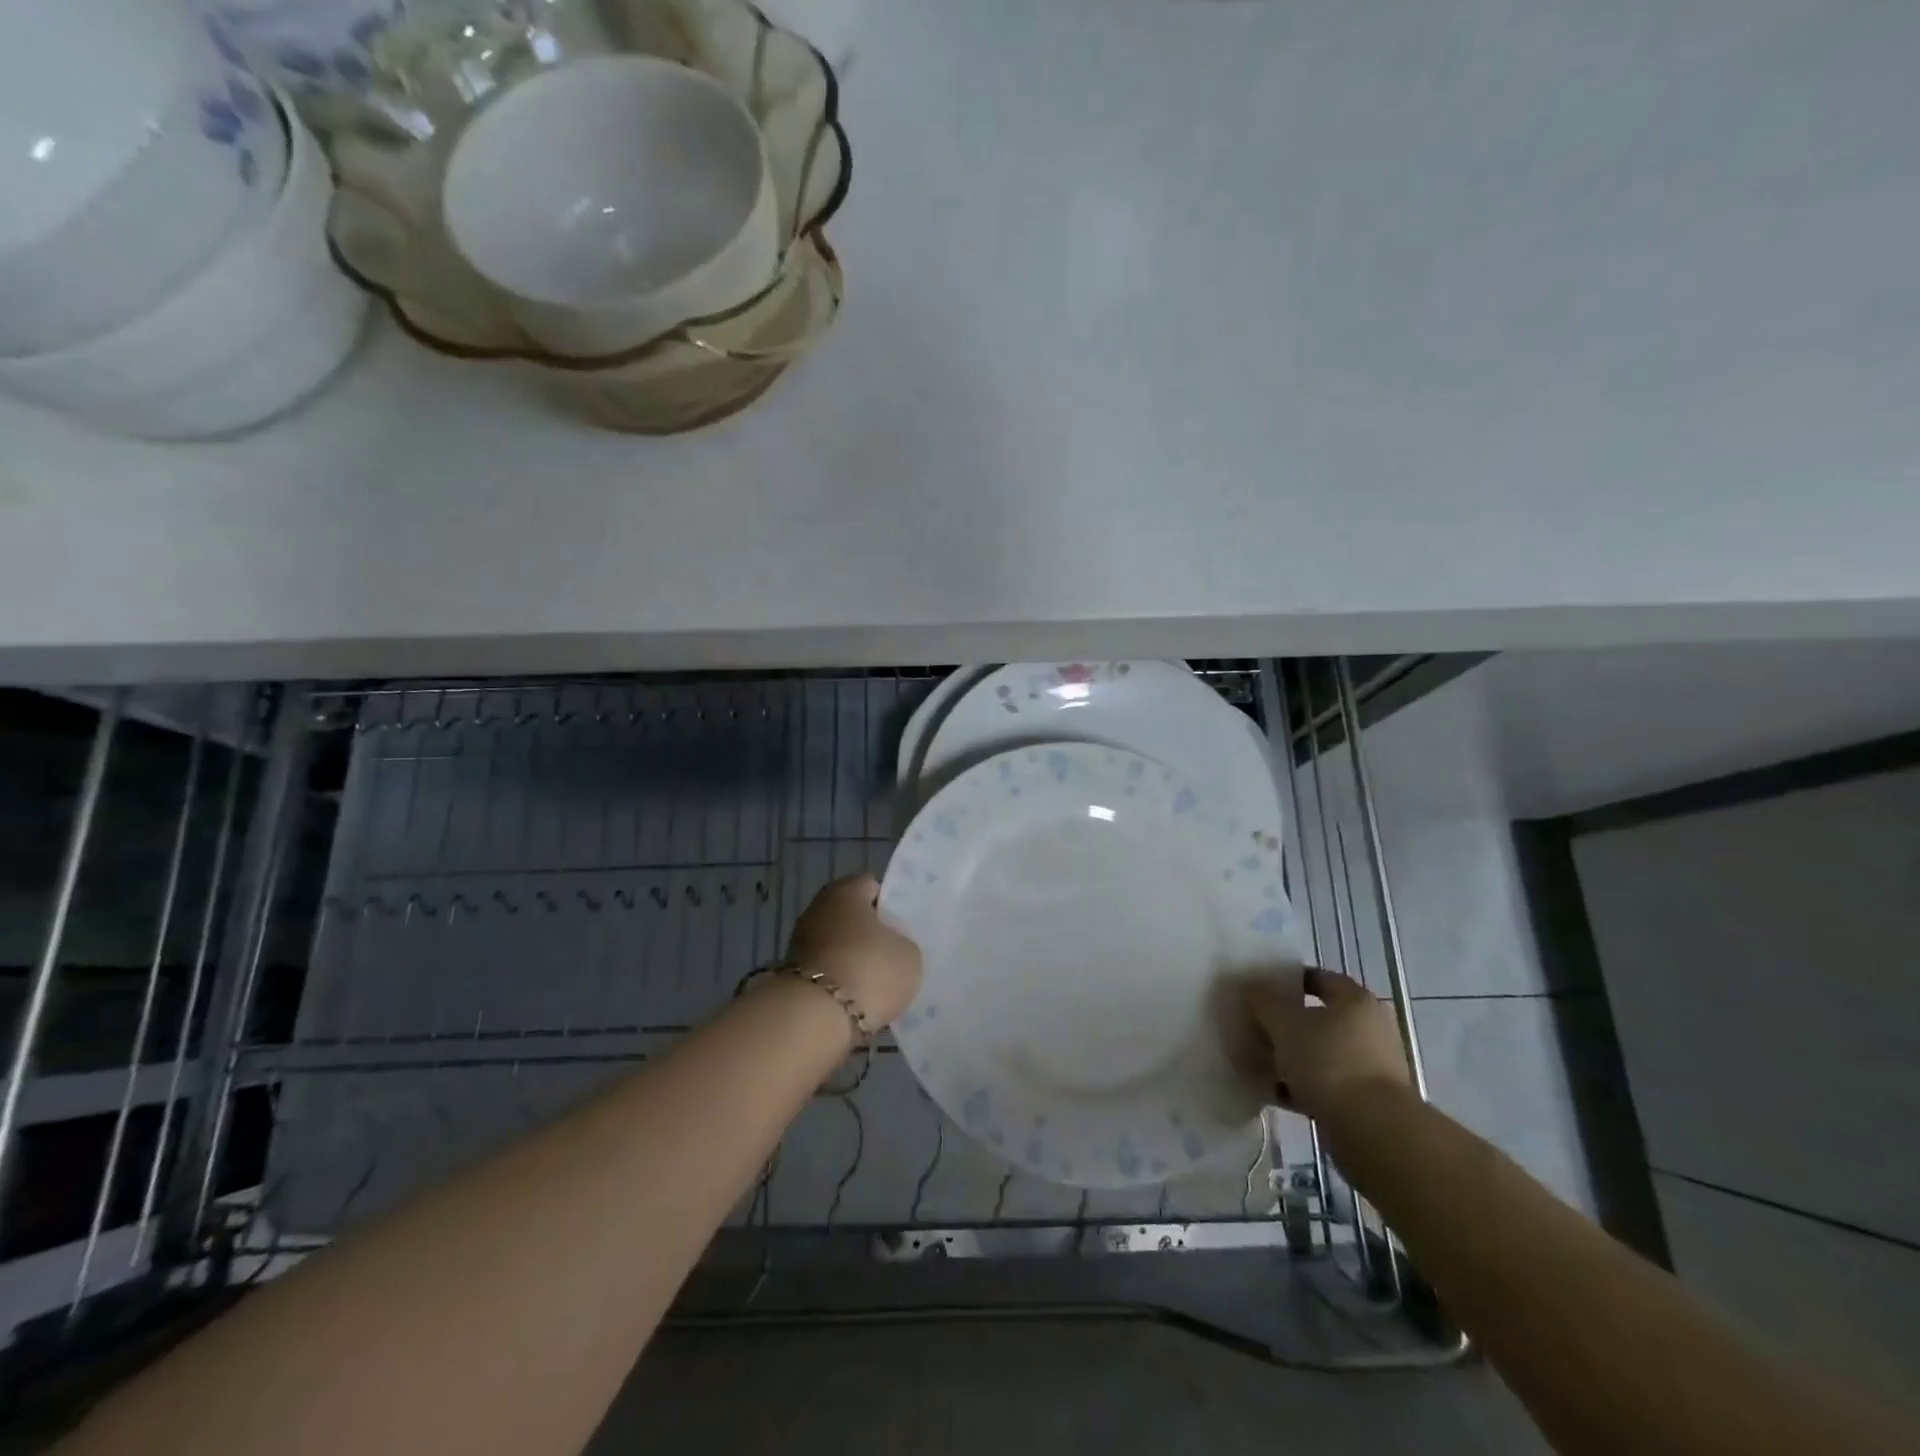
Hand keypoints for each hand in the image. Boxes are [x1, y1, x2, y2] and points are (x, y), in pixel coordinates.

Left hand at [785, 875, 922, 1029]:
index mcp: (846, 891)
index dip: (891, 905)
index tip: (905, 927)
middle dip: (870, 934)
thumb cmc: (869, 970)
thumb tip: (891, 946)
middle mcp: (818, 908)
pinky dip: (840, 984)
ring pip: (838, 946)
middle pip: (852, 917)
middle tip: (894, 955)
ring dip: (854, 960)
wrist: (815, 1019)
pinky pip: (827, 973)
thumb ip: (902, 942)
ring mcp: (800, 942)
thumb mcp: (909, 954)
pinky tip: (858, 1001)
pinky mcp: (792, 976)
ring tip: (878, 985)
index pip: (872, 886)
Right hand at [1246, 966, 1410, 1119]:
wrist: (1373, 1131)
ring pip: (1319, 1054)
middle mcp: (1370, 1030)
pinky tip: (1270, 1091)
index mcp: (1356, 1002)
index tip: (1262, 989)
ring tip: (1255, 1061)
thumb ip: (1265, 1002)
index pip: (1320, 979)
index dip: (1289, 980)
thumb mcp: (1285, 1024)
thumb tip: (1253, 989)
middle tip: (1254, 1026)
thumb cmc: (1329, 1062)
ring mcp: (1370, 1068)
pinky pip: (1323, 1085)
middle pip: (1319, 1019)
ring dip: (1290, 1057)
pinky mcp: (1365, 1102)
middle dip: (1285, 1024)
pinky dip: (1299, 1086)